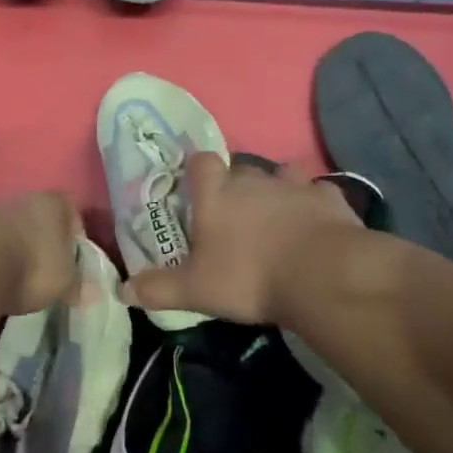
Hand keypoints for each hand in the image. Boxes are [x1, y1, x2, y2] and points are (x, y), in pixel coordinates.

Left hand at [0, 191, 82, 316]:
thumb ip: (77, 284)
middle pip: (27, 214)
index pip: (67, 206)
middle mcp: (11, 198)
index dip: (71, 229)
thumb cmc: (27, 268)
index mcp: (47, 204)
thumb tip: (90, 292)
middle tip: (32, 269)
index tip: (70, 255)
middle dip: (30, 237)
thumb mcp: (62, 282)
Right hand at [122, 153, 363, 323]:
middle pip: (240, 169)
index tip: (196, 189)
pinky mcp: (330, 199)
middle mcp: (254, 180)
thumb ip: (158, 288)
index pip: (201, 162)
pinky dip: (314, 205)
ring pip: (282, 175)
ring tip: (276, 217)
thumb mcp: (195, 290)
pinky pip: (318, 194)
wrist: (323, 275)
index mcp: (217, 194)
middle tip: (234, 216)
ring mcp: (295, 186)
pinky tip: (314, 225)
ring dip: (277, 190)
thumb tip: (122, 290)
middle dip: (236, 186)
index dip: (197, 171)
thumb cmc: (249, 277)